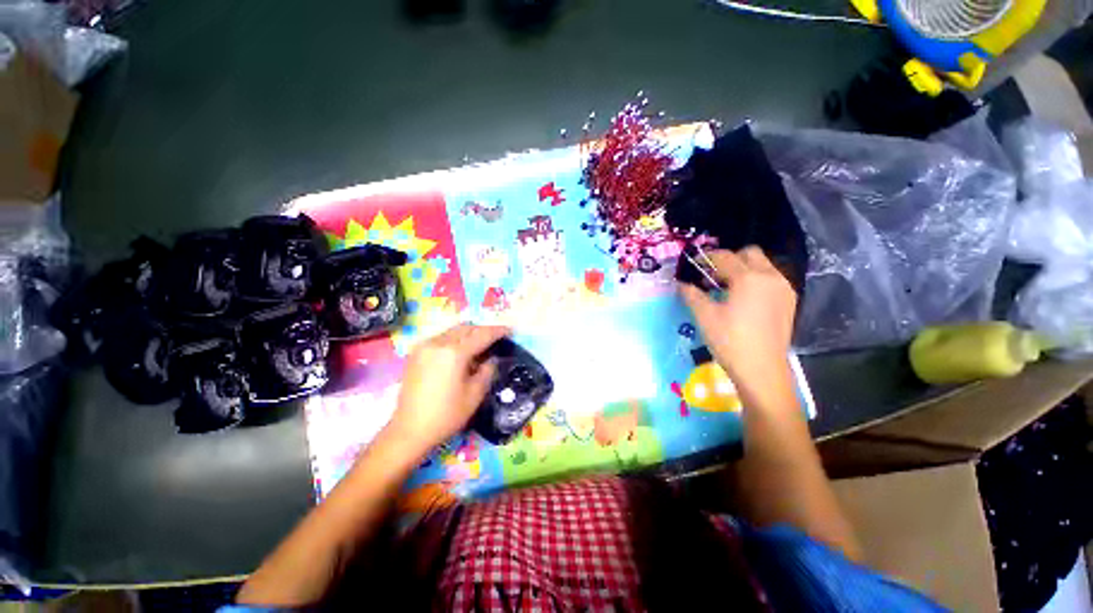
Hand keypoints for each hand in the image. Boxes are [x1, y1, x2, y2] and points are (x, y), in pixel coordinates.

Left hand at [385, 324, 510, 454]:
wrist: (409, 430)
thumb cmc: (446, 415)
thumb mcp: (475, 394)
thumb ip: (487, 370)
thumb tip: (491, 358)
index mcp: (454, 352)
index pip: (481, 335)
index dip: (498, 331)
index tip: (510, 330)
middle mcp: (438, 343)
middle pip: (466, 328)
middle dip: (483, 330)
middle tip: (496, 338)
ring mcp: (424, 346)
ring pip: (453, 331)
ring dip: (469, 334)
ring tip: (480, 345)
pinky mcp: (416, 353)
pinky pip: (441, 338)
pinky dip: (455, 340)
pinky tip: (461, 352)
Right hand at [679, 247, 796, 393]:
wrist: (762, 370)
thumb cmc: (730, 341)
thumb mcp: (704, 316)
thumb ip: (691, 294)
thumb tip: (681, 284)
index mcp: (748, 278)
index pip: (724, 257)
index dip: (706, 258)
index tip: (694, 265)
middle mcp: (770, 277)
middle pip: (749, 253)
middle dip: (729, 259)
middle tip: (712, 275)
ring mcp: (783, 289)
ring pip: (763, 265)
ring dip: (743, 269)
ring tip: (727, 288)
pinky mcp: (789, 301)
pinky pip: (771, 279)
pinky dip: (756, 280)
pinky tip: (744, 299)